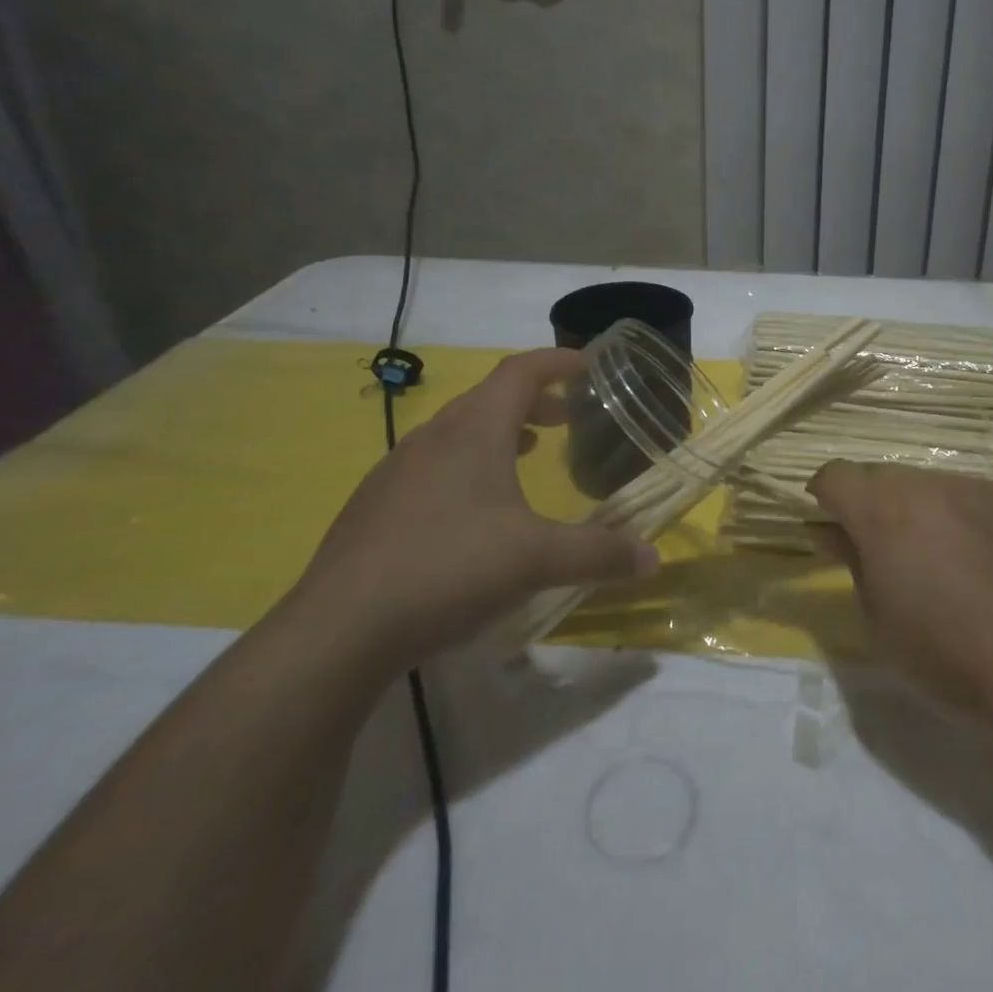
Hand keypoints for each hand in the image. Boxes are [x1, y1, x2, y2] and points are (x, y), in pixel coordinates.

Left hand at [294, 349, 657, 675]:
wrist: (338, 629)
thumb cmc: (449, 569)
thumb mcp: (538, 560)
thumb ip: (600, 554)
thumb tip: (654, 560)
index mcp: (473, 430)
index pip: (520, 371)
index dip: (556, 361)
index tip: (586, 364)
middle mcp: (432, 437)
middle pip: (488, 398)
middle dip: (532, 401)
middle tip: (565, 417)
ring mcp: (396, 471)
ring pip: (457, 432)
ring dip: (499, 434)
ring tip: (528, 456)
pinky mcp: (374, 507)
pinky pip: (432, 465)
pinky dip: (467, 466)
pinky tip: (474, 512)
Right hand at [807, 462, 992, 722]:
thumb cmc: (948, 658)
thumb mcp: (879, 622)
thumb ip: (852, 563)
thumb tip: (832, 532)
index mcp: (883, 512)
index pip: (835, 476)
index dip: (824, 498)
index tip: (831, 527)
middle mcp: (927, 484)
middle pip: (883, 477)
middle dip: (875, 506)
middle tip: (891, 553)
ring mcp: (978, 486)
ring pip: (931, 484)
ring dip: (923, 510)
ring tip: (948, 560)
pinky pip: (976, 495)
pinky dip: (967, 517)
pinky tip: (990, 560)